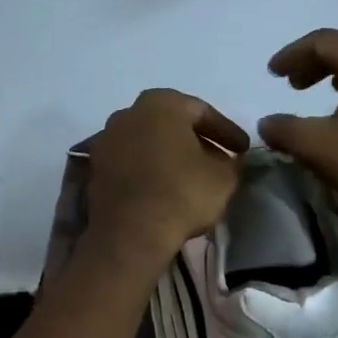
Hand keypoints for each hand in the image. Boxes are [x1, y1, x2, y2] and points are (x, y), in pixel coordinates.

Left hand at [87, 89, 247, 268]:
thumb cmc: (181, 194)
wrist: (130, 233)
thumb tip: (228, 160)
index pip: (202, 112)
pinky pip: (131, 163)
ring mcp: (106, 140)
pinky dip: (149, 171)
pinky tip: (164, 189)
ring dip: (170, 156)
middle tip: (218, 160)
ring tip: (191, 178)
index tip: (242, 149)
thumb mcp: (224, 178)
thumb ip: (231, 162)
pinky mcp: (95, 169)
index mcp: (161, 103)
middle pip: (171, 124)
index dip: (227, 132)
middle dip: (196, 141)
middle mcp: (128, 113)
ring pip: (149, 143)